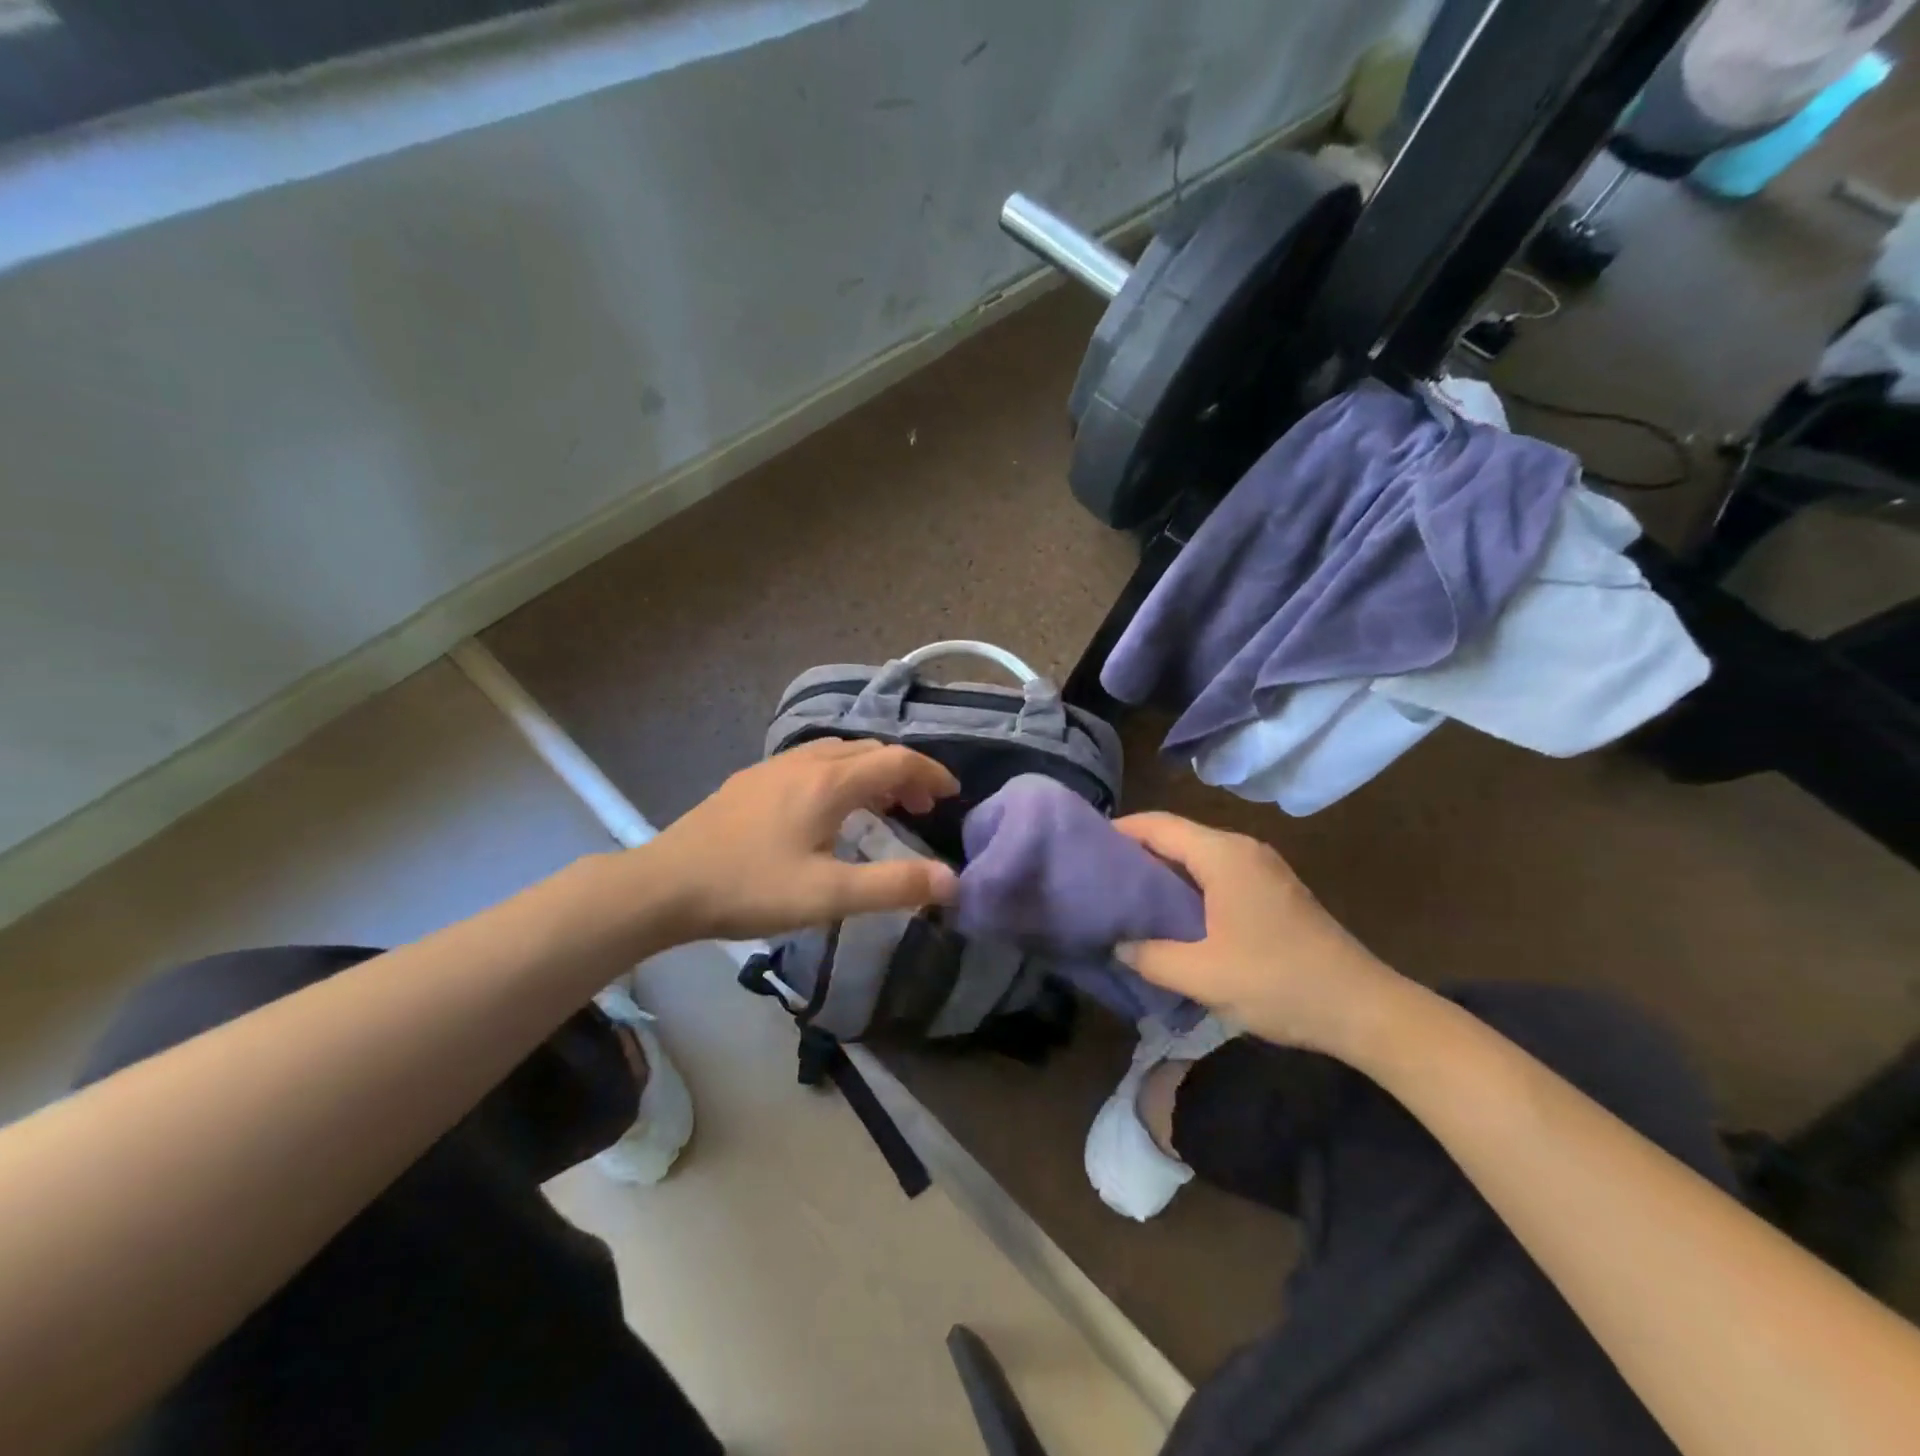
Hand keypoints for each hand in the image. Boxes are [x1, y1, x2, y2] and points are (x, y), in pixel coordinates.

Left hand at [637, 740, 960, 941]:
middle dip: (903, 773)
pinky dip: (839, 775)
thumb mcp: (828, 895)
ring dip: (870, 772)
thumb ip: (894, 886)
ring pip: (837, 753)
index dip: (930, 773)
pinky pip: (810, 763)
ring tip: (881, 807)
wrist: (665, 885)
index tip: (951, 795)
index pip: (895, 760)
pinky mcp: (749, 782)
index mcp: (828, 782)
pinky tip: (825, 809)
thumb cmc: (750, 888)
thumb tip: (951, 881)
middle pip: (868, 751)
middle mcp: (804, 762)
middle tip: (920, 808)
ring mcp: (772, 768)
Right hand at [1113, 813, 1405, 1053]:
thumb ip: (1149, 956)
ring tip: (1126, 896)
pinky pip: (1216, 871)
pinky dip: (1186, 883)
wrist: (1363, 1008)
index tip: (1084, 848)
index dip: (1118, 831)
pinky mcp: (1273, 889)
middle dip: (1135, 851)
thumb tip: (1116, 944)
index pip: (1157, 825)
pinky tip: (1170, 913)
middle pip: (1176, 835)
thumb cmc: (1278, 982)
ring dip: (1161, 870)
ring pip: (1197, 854)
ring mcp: (1262, 867)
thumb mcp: (1202, 976)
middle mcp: (1242, 849)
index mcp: (1223, 855)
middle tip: (1098, 876)